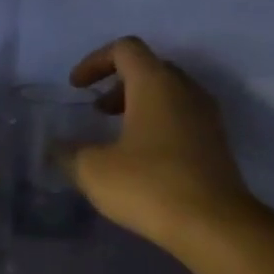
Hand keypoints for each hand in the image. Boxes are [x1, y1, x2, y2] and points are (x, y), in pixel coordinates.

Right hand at [65, 37, 255, 254]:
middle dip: (118, 83)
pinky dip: (157, 124)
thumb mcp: (93, 170)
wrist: (213, 225)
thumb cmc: (149, 186)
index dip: (95, 61)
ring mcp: (206, 116)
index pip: (125, 49)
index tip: (76, 87)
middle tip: (97, 111)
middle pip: (150, 68)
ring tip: (116, 134)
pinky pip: (182, 117)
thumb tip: (57, 147)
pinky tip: (141, 157)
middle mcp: (186, 90)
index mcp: (155, 84)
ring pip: (169, 94)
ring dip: (138, 104)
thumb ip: (69, 153)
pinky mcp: (216, 143)